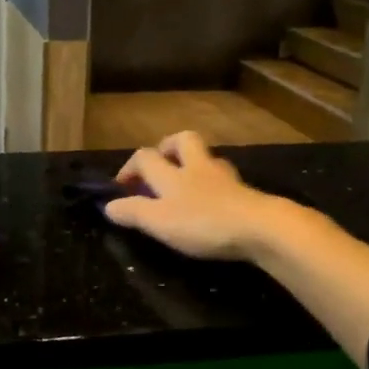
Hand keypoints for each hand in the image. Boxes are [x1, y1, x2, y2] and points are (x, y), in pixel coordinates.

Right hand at [104, 132, 285, 261]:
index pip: (145, 157)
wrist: (260, 228)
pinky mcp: (246, 193)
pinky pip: (225, 181)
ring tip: (186, 185)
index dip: (129, 168)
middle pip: (183, 140)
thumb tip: (108, 205)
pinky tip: (212, 202)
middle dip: (167, 147)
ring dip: (194, 165)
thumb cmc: (203, 222)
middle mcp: (198, 167)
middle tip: (160, 166)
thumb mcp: (159, 221)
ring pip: (207, 159)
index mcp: (172, 173)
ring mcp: (225, 178)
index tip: (121, 186)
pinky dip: (214, 186)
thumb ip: (133, 212)